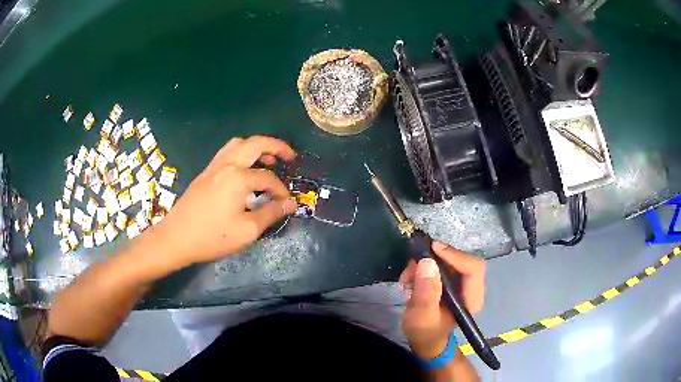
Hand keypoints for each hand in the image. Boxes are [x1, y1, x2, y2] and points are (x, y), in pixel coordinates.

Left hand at [154, 136, 297, 264]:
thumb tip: (291, 203)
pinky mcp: (205, 173)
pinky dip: (241, 153)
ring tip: (267, 160)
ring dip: (256, 147)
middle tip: (290, 156)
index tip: (288, 203)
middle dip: (276, 146)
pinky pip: (227, 152)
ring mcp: (213, 167)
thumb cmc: (212, 236)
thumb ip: (271, 213)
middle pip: (255, 143)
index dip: (281, 190)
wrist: (176, 238)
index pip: (268, 178)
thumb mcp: (247, 230)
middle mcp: (226, 164)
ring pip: (238, 143)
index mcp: (238, 177)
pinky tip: (244, 170)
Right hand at [399, 241, 485, 358]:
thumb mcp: (422, 317)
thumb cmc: (426, 333)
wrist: (425, 340)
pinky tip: (410, 280)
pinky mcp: (451, 281)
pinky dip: (424, 268)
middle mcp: (471, 287)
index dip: (455, 256)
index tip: (432, 249)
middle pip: (460, 260)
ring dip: (426, 264)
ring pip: (448, 261)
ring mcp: (461, 283)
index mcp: (472, 298)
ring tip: (407, 277)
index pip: (473, 268)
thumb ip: (426, 293)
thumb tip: (427, 262)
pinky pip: (441, 265)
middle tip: (412, 264)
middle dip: (435, 259)